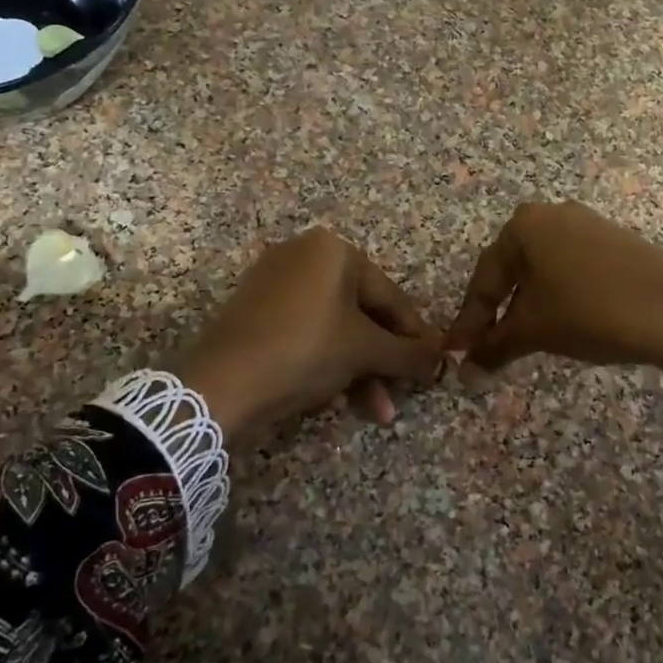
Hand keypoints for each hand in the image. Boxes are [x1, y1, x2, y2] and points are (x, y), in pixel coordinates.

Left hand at [170, 228, 441, 440]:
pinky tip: (337, 398)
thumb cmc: (304, 350)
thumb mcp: (365, 351)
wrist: (221, 384)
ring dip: (360, 371)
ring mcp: (274, 282)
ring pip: (334, 328)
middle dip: (383, 362)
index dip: (415, 336)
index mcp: (333, 250)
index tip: (431, 367)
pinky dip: (327, 362)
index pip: (390, 296)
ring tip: (376, 412)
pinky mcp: (254, 311)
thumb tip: (442, 360)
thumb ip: (409, 353)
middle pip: (362, 313)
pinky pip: (306, 332)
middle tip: (401, 397)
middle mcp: (303, 255)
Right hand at [444, 202, 662, 381]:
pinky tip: (556, 322)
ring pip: (541, 271)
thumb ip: (493, 347)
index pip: (484, 279)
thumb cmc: (588, 311)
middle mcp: (551, 214)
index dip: (469, 321)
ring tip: (517, 340)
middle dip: (496, 312)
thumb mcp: (534, 330)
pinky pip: (569, 269)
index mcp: (523, 225)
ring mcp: (586, 224)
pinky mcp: (612, 241)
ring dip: (525, 306)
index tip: (455, 351)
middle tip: (483, 346)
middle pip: (511, 271)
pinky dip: (555, 296)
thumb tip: (463, 371)